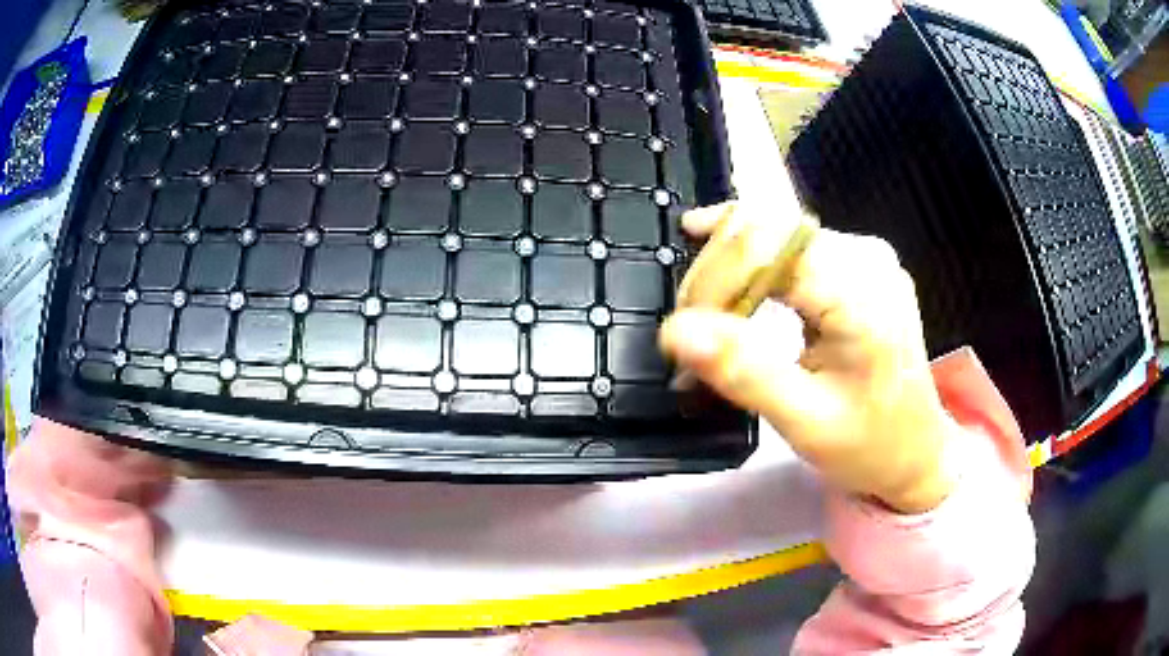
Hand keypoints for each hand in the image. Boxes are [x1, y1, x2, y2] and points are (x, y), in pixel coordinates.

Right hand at [660, 202, 956, 513]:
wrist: (916, 453)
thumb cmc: (869, 446)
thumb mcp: (805, 421)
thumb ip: (742, 372)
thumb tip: (675, 331)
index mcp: (861, 292)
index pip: (764, 250)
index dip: (711, 280)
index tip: (683, 335)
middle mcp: (865, 256)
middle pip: (765, 230)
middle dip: (714, 271)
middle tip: (688, 327)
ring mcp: (863, 255)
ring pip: (772, 231)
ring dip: (727, 265)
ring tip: (702, 312)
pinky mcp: (856, 265)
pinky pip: (789, 246)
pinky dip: (750, 261)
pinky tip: (724, 274)